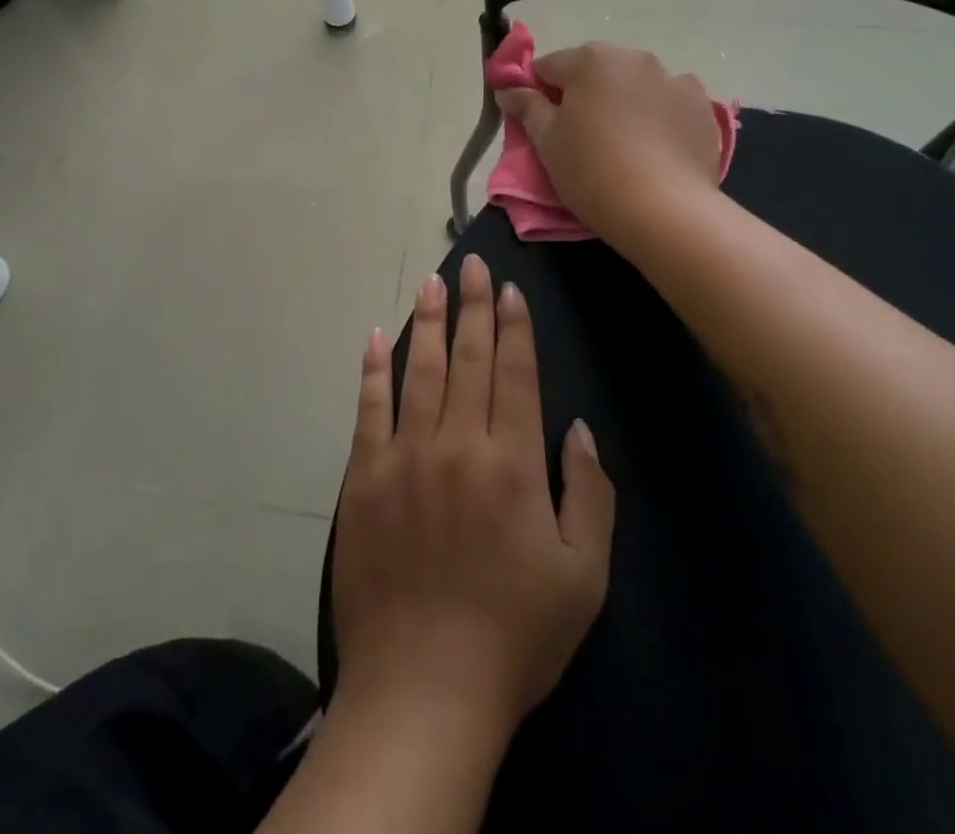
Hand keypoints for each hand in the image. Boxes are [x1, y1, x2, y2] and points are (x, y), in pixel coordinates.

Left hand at [330, 255, 614, 744]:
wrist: (422, 689)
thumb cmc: (514, 635)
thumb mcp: (583, 576)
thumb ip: (589, 494)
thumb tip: (577, 428)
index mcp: (513, 463)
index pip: (515, 374)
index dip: (514, 327)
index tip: (509, 289)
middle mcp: (458, 444)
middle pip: (467, 358)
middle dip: (473, 306)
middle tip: (472, 264)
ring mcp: (405, 456)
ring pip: (418, 370)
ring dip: (427, 321)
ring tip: (432, 282)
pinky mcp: (365, 477)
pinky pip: (369, 408)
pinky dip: (373, 368)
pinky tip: (376, 336)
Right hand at [494, 41, 719, 245]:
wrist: (665, 211)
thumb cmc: (592, 171)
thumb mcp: (547, 142)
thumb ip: (526, 107)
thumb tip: (508, 89)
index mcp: (590, 60)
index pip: (548, 67)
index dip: (538, 93)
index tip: (539, 123)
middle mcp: (633, 58)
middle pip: (594, 70)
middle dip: (583, 94)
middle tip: (579, 135)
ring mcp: (673, 79)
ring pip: (634, 84)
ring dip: (623, 100)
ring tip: (622, 143)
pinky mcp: (701, 106)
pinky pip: (669, 101)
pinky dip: (659, 114)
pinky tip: (655, 145)